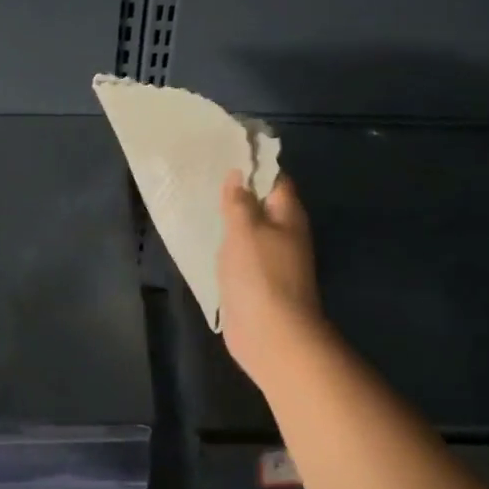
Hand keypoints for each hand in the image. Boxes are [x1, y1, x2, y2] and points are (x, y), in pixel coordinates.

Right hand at [218, 172, 329, 393]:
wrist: (271, 336)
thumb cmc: (260, 274)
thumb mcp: (245, 228)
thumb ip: (239, 200)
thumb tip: (239, 174)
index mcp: (288, 214)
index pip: (275, 178)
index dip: (254, 164)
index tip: (225, 152)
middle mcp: (284, 233)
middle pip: (262, 203)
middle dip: (238, 191)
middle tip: (204, 175)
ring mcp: (272, 259)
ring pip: (249, 229)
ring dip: (230, 219)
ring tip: (200, 201)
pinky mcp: (256, 281)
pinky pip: (240, 253)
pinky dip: (226, 245)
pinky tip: (205, 238)